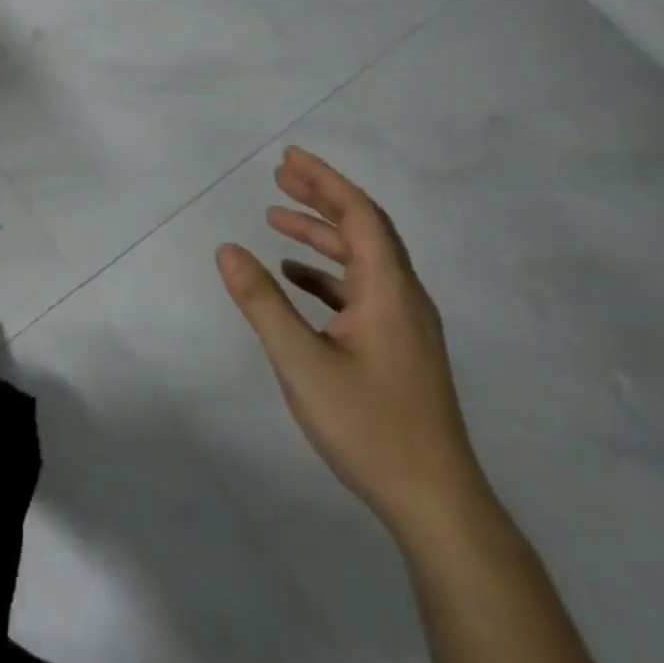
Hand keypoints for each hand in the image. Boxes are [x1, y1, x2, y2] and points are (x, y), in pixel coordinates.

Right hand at [216, 147, 488, 540]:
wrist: (437, 505)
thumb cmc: (369, 425)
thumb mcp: (302, 362)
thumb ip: (262, 302)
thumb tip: (226, 249)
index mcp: (389, 290)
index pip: (360, 215)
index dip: (325, 181)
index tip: (289, 158)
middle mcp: (403, 297)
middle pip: (364, 229)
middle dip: (321, 197)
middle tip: (279, 175)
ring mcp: (405, 325)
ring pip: (363, 260)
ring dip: (321, 234)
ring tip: (276, 219)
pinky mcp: (399, 348)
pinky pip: (362, 290)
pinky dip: (327, 272)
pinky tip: (296, 278)